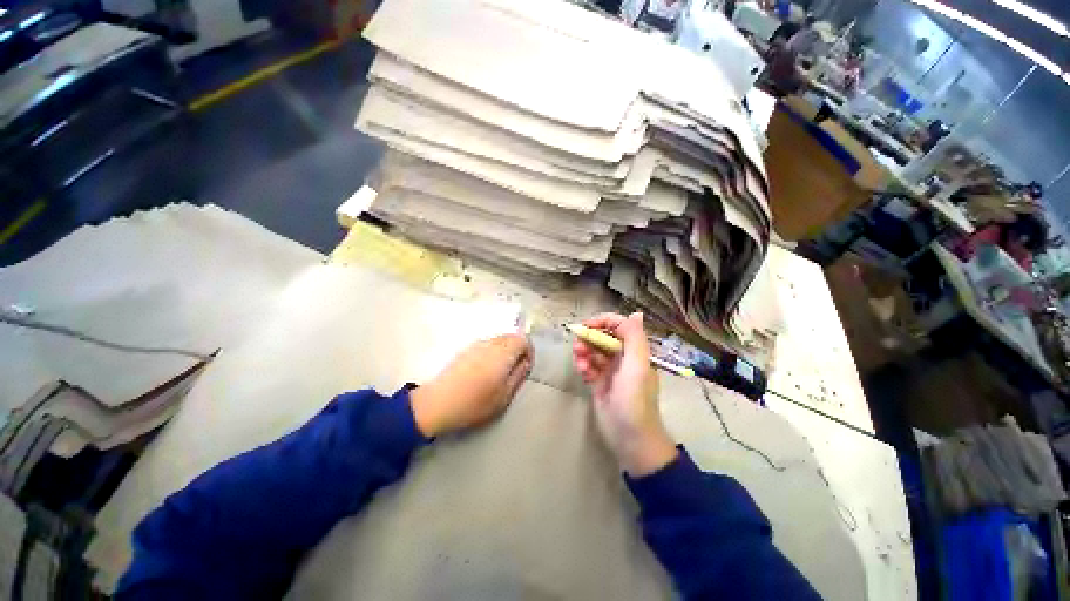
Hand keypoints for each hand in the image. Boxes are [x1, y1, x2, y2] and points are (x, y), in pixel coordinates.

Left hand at [410, 334, 532, 436]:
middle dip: (517, 350)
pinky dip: (492, 353)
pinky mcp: (465, 349)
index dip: (529, 352)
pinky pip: (486, 345)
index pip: (523, 339)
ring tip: (499, 372)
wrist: (437, 403)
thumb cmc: (475, 402)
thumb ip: (519, 375)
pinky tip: (484, 371)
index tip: (525, 368)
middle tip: (514, 371)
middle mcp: (490, 342)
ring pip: (498, 340)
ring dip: (504, 351)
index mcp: (503, 352)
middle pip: (511, 336)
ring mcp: (476, 344)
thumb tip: (525, 362)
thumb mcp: (504, 396)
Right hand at [572, 312, 676, 475]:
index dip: (602, 322)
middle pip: (603, 338)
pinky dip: (584, 367)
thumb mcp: (637, 367)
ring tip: (579, 361)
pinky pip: (589, 367)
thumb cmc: (634, 400)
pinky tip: (583, 373)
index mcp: (635, 351)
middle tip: (577, 346)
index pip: (619, 326)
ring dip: (584, 353)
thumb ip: (635, 338)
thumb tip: (636, 313)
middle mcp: (624, 358)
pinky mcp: (600, 383)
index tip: (585, 326)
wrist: (630, 438)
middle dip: (589, 339)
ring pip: (594, 352)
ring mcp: (611, 371)